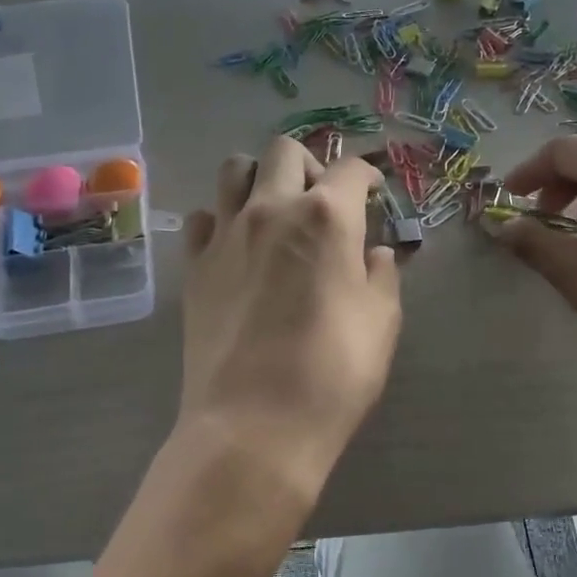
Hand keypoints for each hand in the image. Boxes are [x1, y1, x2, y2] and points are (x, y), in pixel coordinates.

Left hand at [178, 138, 401, 517]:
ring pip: (234, 170)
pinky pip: (203, 218)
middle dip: (309, 165)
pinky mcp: (194, 266)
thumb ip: (382, 275)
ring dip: (259, 178)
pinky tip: (237, 247)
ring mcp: (225, 234)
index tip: (372, 193)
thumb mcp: (381, 322)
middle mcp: (272, 209)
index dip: (367, 176)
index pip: (350, 169)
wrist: (254, 424)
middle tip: (322, 200)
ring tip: (274, 210)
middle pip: (284, 151)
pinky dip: (222, 220)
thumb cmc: (333, 373)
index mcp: (327, 216)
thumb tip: (375, 254)